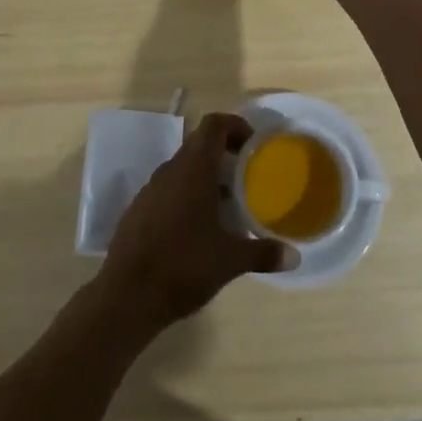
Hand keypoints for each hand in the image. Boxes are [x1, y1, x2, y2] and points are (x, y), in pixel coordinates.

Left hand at [97, 113, 295, 337]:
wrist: (127, 295)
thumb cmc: (183, 266)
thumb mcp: (230, 261)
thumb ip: (263, 253)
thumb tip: (294, 256)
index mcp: (193, 169)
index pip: (213, 125)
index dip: (235, 125)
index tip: (254, 144)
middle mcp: (170, 170)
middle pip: (199, 145)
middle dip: (225, 153)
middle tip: (248, 175)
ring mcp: (150, 189)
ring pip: (183, 168)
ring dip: (206, 176)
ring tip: (228, 203)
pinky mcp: (138, 210)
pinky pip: (168, 189)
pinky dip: (187, 195)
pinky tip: (199, 227)